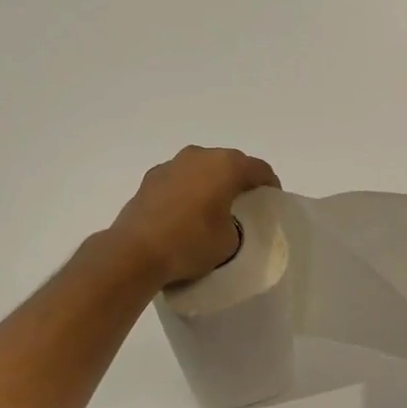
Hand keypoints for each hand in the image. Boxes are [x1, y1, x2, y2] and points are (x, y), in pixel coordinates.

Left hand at [107, 146, 279, 287]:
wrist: (134, 252)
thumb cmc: (190, 243)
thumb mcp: (230, 241)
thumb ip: (236, 224)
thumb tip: (224, 222)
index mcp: (226, 165)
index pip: (259, 169)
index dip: (270, 185)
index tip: (271, 201)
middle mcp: (199, 155)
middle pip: (230, 163)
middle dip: (239, 180)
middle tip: (245, 204)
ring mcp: (171, 164)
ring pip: (201, 168)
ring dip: (210, 182)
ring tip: (213, 208)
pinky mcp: (150, 178)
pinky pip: (179, 179)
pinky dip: (187, 190)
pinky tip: (185, 213)